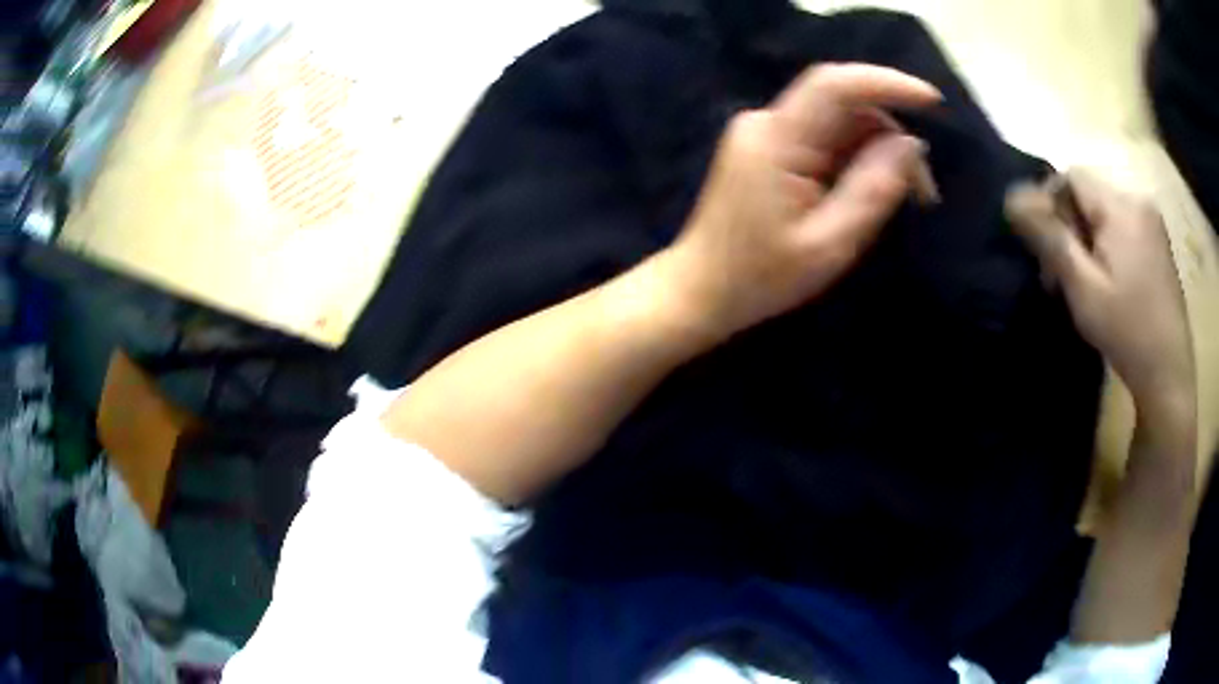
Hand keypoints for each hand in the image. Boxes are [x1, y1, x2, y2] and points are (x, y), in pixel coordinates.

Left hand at [660, 64, 940, 339]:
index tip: (932, 102)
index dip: (887, 83)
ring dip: (878, 151)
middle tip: (925, 192)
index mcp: (776, 139)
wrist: (702, 290)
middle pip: (843, 105)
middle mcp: (767, 123)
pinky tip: (871, 191)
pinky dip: (856, 159)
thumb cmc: (761, 277)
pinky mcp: (769, 149)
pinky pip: (824, 139)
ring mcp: (765, 134)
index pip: (835, 85)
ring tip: (905, 199)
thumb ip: (873, 189)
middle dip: (893, 136)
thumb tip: (912, 145)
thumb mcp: (830, 242)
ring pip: (838, 122)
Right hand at [1006, 171, 1193, 415]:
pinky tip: (1108, 282)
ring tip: (1085, 283)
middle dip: (1070, 226)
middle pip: (1089, 194)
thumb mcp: (1083, 288)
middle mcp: (1138, 200)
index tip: (1047, 251)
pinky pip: (1122, 226)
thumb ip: (1050, 238)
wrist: (1169, 375)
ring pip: (1105, 211)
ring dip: (1088, 238)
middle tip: (1063, 275)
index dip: (1050, 205)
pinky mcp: (1158, 242)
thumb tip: (1012, 197)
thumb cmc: (1127, 332)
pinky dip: (1107, 245)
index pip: (1071, 177)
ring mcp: (1152, 222)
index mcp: (1121, 206)